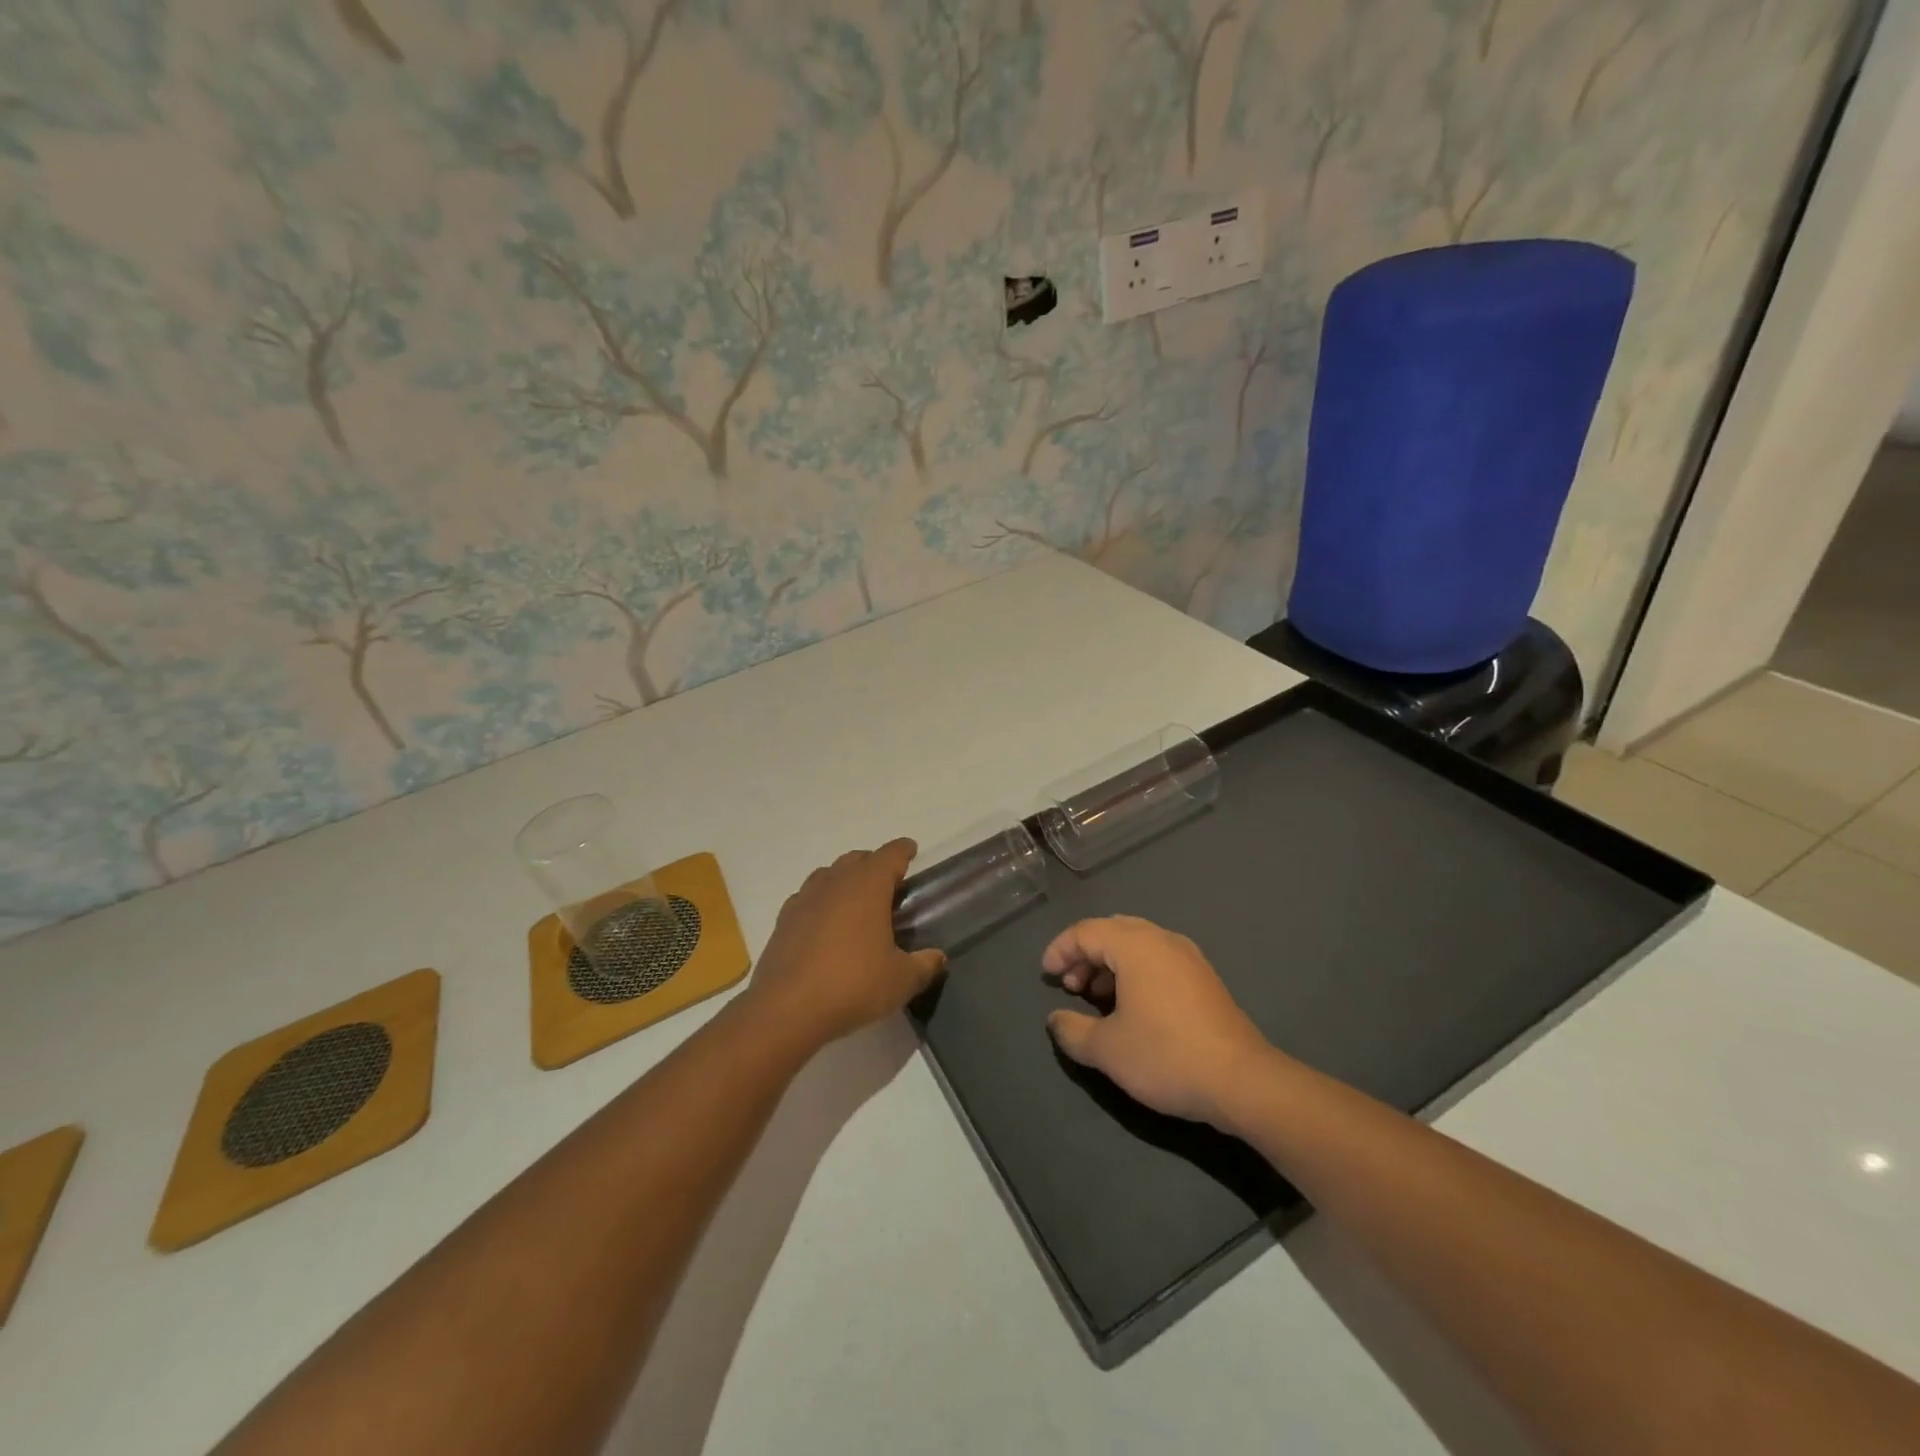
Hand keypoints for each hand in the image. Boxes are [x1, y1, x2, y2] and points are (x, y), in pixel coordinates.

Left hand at [745, 839, 946, 1049]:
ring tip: (857, 902)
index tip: (911, 850)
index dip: (903, 851)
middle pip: (857, 859)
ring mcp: (804, 899)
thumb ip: (924, 965)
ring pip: (828, 874)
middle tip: (889, 884)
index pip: (889, 855)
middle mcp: (835, 883)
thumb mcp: (900, 980)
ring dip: (845, 879)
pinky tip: (825, 924)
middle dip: (874, 864)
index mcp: (867, 886)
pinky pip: (807, 898)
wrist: (786, 1009)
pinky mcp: (784, 921)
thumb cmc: (852, 985)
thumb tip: (938, 957)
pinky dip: (821, 902)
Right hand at [1045, 916, 1272, 1129]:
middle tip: (1070, 986)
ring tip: (1095, 997)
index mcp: (1135, 945)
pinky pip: (1157, 959)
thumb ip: (1072, 1030)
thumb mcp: (1107, 1049)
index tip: (1046, 976)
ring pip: (1136, 944)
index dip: (1060, 950)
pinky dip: (1134, 972)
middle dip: (1085, 954)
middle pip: (1111, 931)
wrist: (1242, 1081)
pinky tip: (1131, 1006)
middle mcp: (1162, 939)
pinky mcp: (1203, 977)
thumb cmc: (1166, 1056)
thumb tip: (1056, 1020)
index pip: (1086, 931)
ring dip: (1109, 964)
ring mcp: (1188, 956)